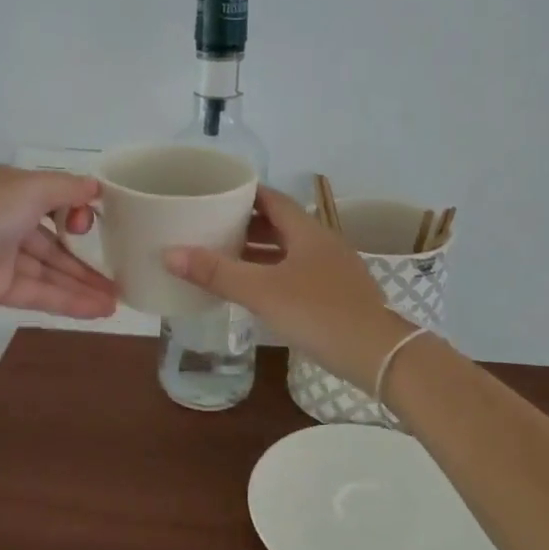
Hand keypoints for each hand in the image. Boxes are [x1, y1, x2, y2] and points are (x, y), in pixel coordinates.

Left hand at [0, 164, 117, 324]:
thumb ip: (64, 189)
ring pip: (50, 269)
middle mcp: (7, 217)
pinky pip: (37, 292)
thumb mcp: (25, 190)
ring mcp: (0, 255)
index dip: (82, 212)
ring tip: (118, 301)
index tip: (106, 225)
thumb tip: (96, 187)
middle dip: (89, 256)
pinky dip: (66, 300)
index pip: (56, 198)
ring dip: (82, 284)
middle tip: (125, 274)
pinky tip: (95, 311)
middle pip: (56, 238)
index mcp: (12, 188)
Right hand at [163, 186, 408, 383]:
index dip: (244, 193)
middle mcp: (322, 243)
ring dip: (260, 250)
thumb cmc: (319, 313)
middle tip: (211, 226)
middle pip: (280, 223)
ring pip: (289, 250)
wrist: (379, 356)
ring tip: (225, 256)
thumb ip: (217, 273)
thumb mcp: (262, 292)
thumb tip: (169, 253)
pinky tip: (257, 290)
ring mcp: (333, 270)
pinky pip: (298, 272)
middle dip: (246, 223)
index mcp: (307, 231)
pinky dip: (274, 272)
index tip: (215, 193)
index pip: (272, 198)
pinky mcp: (337, 295)